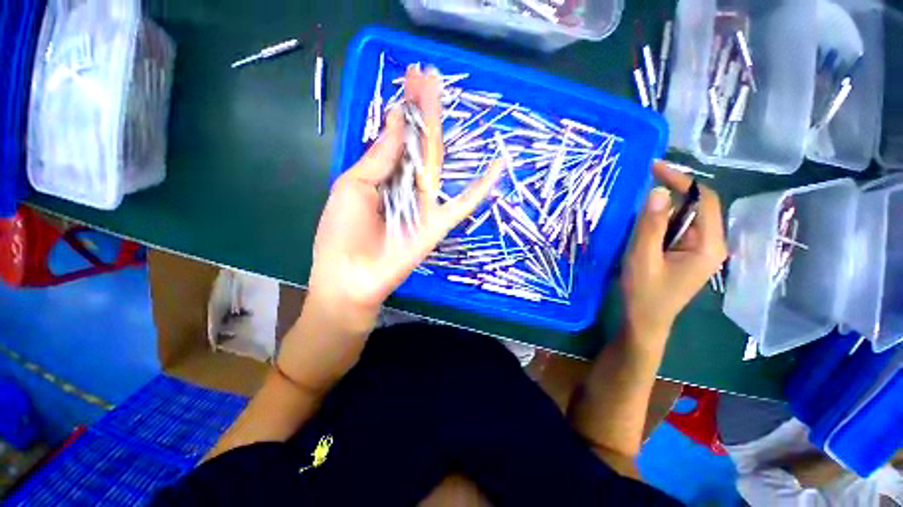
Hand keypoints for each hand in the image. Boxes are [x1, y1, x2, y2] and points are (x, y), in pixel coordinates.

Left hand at [307, 66, 502, 329]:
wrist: (351, 276)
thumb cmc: (342, 231)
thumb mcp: (353, 186)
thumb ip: (379, 157)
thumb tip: (395, 120)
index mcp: (383, 175)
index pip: (398, 136)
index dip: (404, 108)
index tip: (410, 79)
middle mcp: (406, 185)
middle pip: (418, 143)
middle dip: (421, 109)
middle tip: (427, 74)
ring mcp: (425, 203)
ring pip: (437, 161)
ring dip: (439, 128)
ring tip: (441, 91)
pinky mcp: (439, 222)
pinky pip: (463, 204)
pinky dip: (481, 189)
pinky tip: (499, 167)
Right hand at [621, 160, 726, 339]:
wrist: (646, 320)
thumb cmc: (645, 293)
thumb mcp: (642, 258)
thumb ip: (650, 226)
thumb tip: (657, 191)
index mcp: (708, 245)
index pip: (704, 200)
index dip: (681, 180)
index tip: (654, 168)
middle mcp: (711, 244)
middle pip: (697, 206)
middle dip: (671, 192)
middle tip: (642, 184)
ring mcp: (700, 250)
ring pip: (685, 217)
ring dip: (663, 209)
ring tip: (638, 206)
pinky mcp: (688, 254)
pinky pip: (677, 229)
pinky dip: (661, 221)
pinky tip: (643, 225)